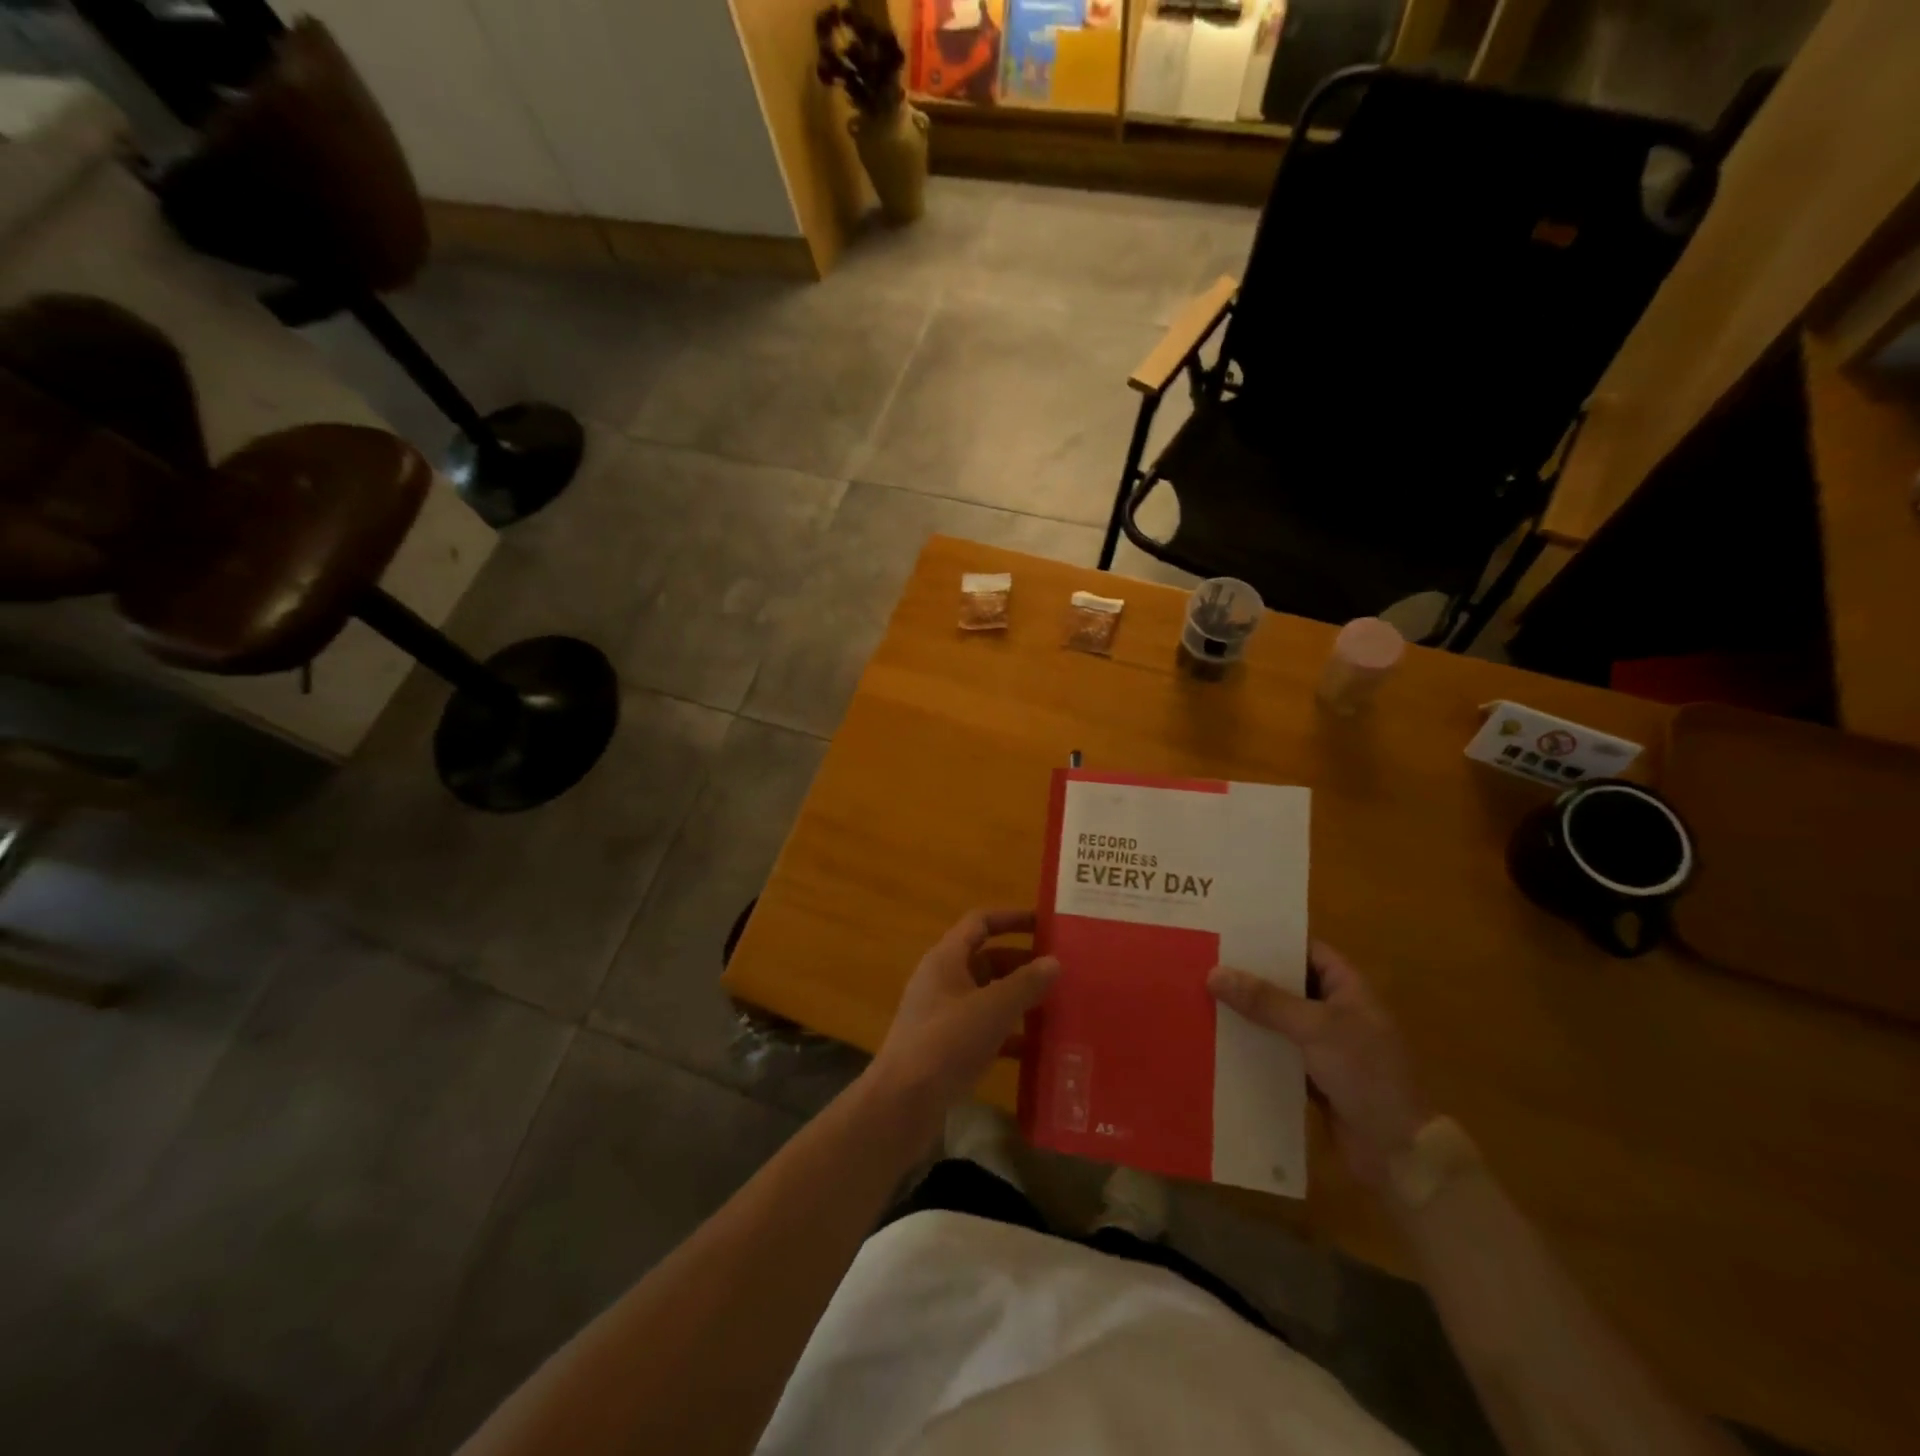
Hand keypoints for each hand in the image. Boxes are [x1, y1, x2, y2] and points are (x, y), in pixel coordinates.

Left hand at [867, 908, 1059, 1129]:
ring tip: (1058, 1007)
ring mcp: (943, 1015)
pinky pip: (984, 1030)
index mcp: (946, 959)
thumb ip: (1025, 983)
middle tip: (1061, 972)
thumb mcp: (992, 1008)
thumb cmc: (946, 1043)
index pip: (980, 922)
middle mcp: (943, 980)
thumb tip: (1054, 961)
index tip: (1046, 924)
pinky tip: (1037, 1049)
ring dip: (1018, 999)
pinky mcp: (947, 1048)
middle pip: (987, 959)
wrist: (903, 1103)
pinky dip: (1009, 1034)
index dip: (1011, 918)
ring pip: (987, 996)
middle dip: (1022, 963)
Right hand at [1208, 943, 1430, 1190]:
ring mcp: (1325, 1045)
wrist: (1398, 1153)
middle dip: (1250, 976)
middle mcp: (1336, 1011)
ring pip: (1278, 1019)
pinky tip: (1218, 1039)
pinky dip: (1253, 1046)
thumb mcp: (1315, 1029)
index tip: (1229, 932)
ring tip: (1201, 996)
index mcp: (1348, 989)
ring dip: (1248, 1013)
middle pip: (1287, 983)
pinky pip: (1275, 1051)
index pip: (1306, 950)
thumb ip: (1265, 1001)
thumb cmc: (1365, 1074)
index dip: (1272, 940)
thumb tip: (1214, 973)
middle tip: (1205, 961)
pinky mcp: (1312, 1076)